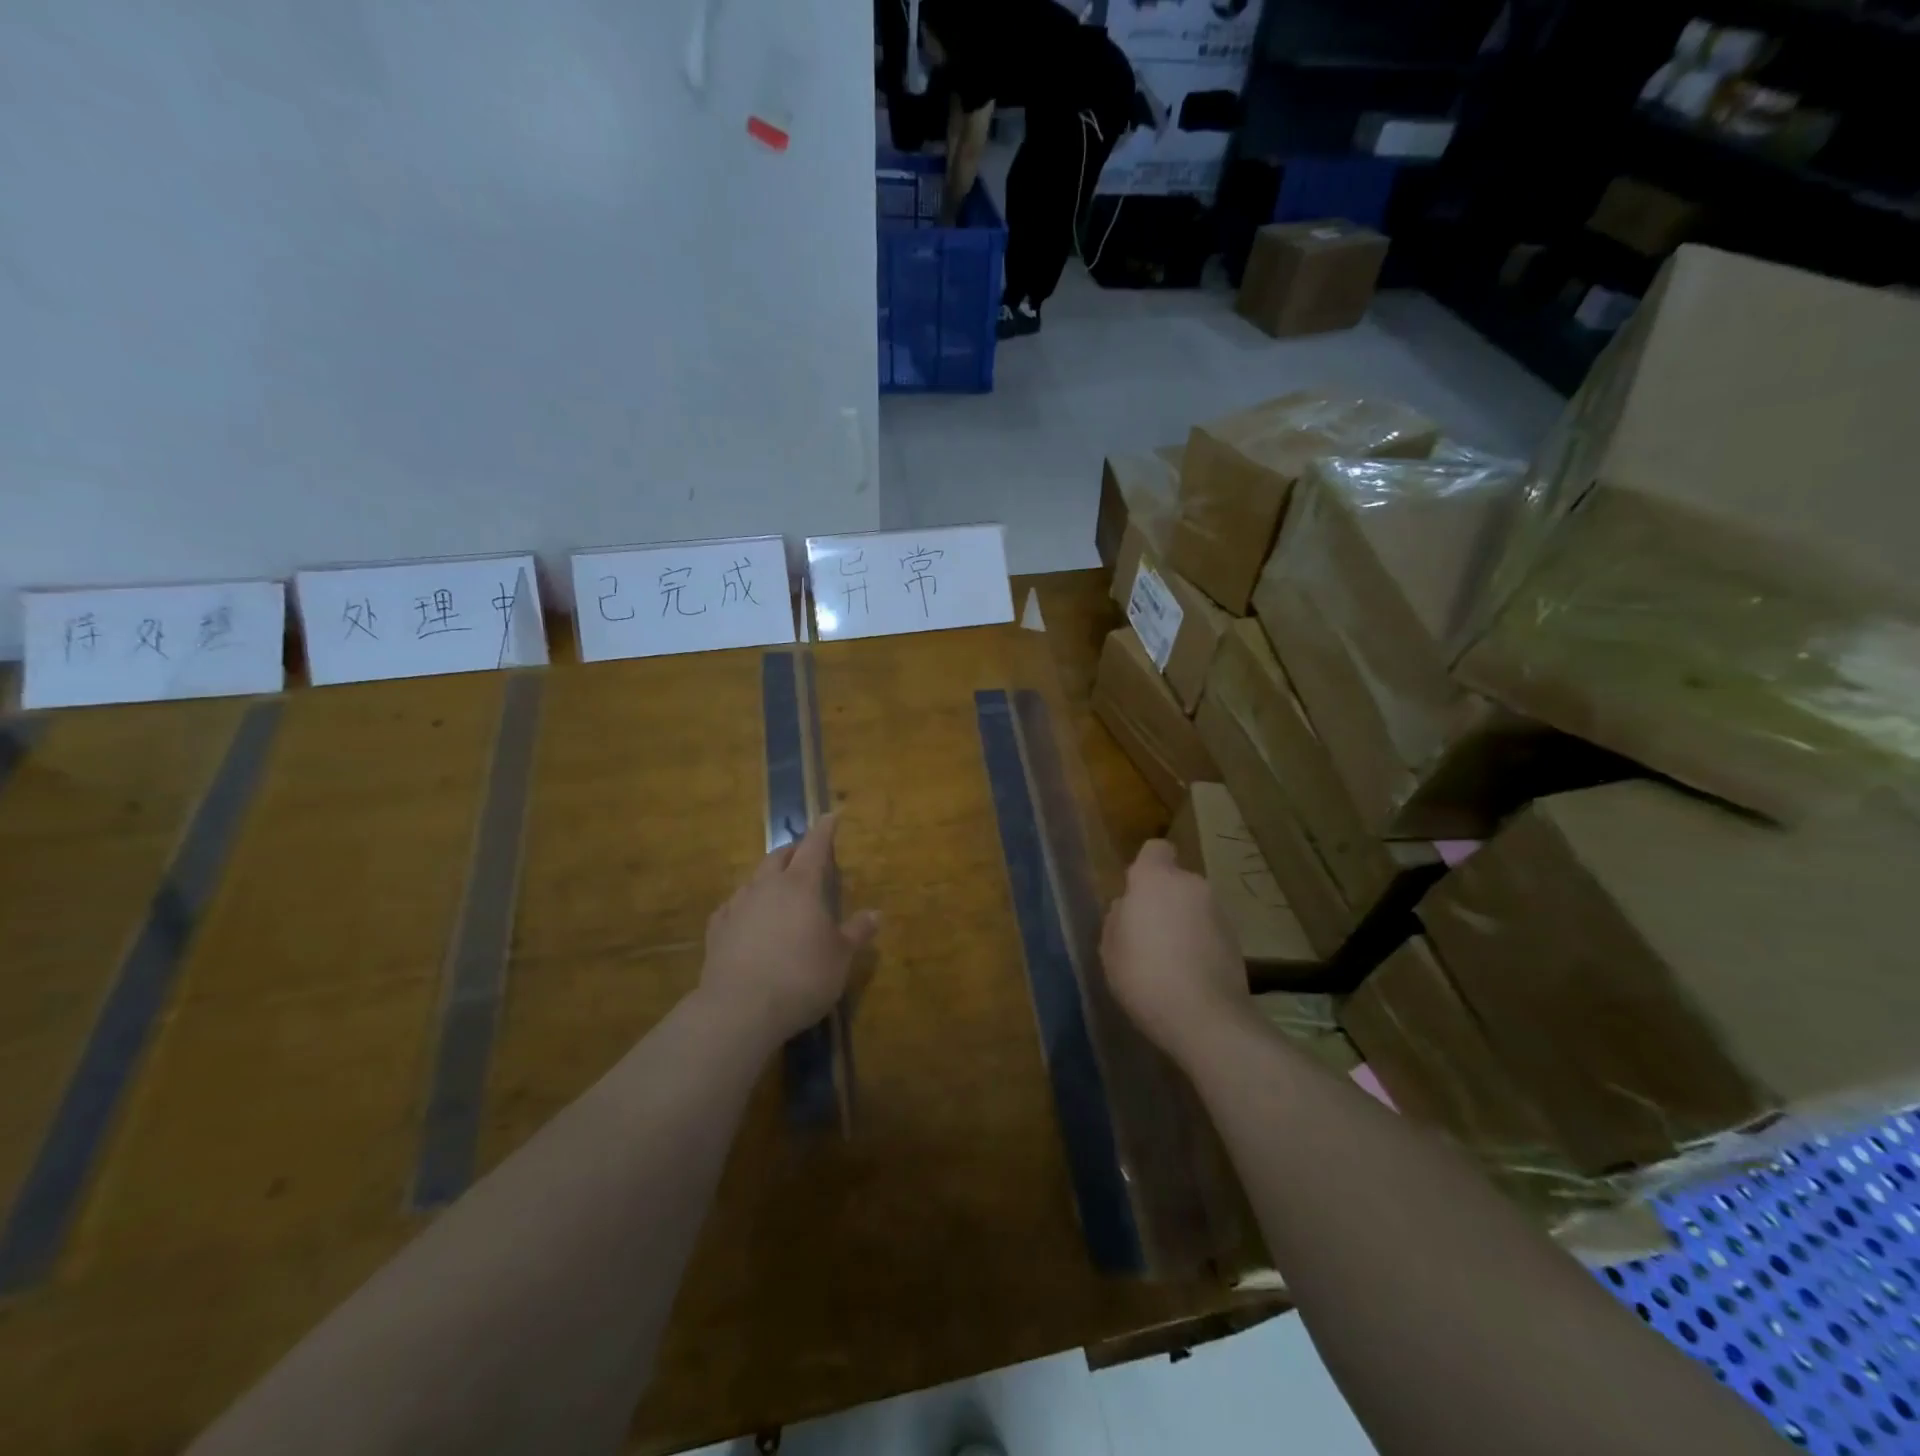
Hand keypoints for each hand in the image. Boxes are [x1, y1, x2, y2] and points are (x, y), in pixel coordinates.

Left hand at [699, 814, 880, 1047]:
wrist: (740, 1008)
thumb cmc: (802, 976)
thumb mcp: (840, 957)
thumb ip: (857, 932)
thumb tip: (876, 914)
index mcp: (801, 885)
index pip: (815, 845)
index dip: (825, 829)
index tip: (831, 815)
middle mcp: (767, 886)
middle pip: (780, 855)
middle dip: (794, 851)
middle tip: (806, 855)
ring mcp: (737, 905)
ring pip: (754, 878)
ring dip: (769, 876)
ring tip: (779, 887)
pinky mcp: (716, 929)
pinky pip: (733, 906)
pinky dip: (746, 904)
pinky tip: (747, 918)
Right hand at [1101, 839, 1249, 1064]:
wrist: (1205, 1017)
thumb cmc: (1144, 974)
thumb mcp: (1110, 946)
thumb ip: (1118, 917)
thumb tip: (1129, 908)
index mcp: (1156, 879)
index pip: (1155, 850)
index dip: (1145, 867)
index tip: (1134, 893)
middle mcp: (1192, 885)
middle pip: (1175, 882)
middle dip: (1163, 900)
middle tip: (1146, 934)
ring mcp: (1218, 912)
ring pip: (1193, 907)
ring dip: (1183, 923)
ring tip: (1168, 960)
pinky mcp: (1236, 941)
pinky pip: (1208, 931)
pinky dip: (1199, 944)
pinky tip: (1188, 975)